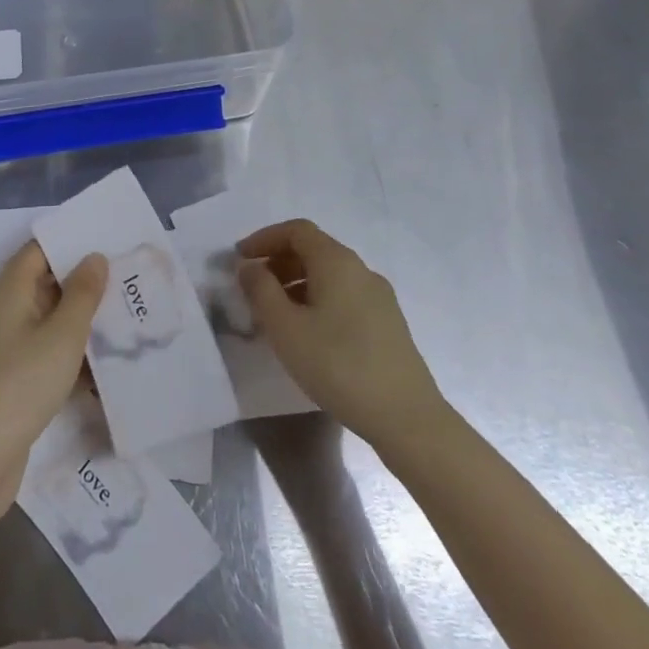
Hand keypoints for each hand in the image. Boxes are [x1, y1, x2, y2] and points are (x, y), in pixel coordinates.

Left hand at [0, 243, 106, 524]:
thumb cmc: (20, 385)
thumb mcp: (62, 335)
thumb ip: (82, 293)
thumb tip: (94, 256)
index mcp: (12, 290)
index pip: (41, 249)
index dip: (72, 241)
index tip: (110, 238)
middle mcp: (9, 311)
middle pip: (49, 283)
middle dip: (86, 281)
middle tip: (130, 276)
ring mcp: (12, 347)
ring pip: (54, 321)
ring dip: (85, 320)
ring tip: (129, 316)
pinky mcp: (18, 379)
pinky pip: (52, 353)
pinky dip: (76, 354)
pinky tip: (109, 364)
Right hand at [238, 218, 445, 452]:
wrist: (407, 418)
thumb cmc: (338, 366)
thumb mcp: (286, 328)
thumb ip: (261, 290)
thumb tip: (248, 265)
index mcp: (336, 261)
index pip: (296, 230)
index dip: (264, 238)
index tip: (240, 259)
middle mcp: (360, 269)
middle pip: (314, 249)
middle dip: (279, 261)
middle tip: (253, 287)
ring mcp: (379, 296)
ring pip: (330, 275)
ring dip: (297, 283)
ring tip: (275, 314)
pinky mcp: (388, 323)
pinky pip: (344, 295)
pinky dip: (318, 299)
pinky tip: (308, 334)